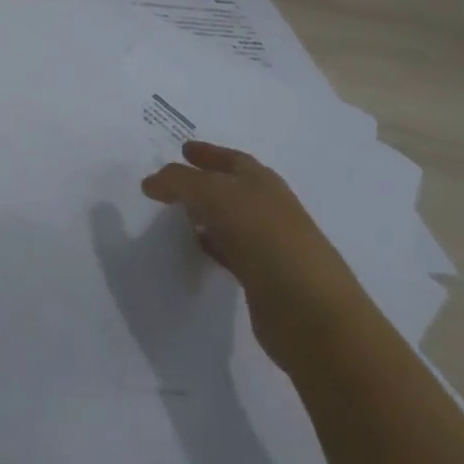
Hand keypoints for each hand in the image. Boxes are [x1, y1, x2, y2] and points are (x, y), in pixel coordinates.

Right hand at [141, 140, 370, 367]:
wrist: (312, 314)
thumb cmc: (265, 238)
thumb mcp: (214, 195)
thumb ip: (178, 182)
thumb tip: (151, 182)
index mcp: (263, 183)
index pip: (232, 158)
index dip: (207, 152)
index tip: (182, 149)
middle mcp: (268, 209)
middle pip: (231, 188)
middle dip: (203, 182)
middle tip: (171, 183)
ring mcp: (269, 245)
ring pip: (229, 220)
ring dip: (205, 215)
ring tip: (176, 215)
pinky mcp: (264, 279)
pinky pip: (230, 252)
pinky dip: (212, 246)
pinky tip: (196, 250)